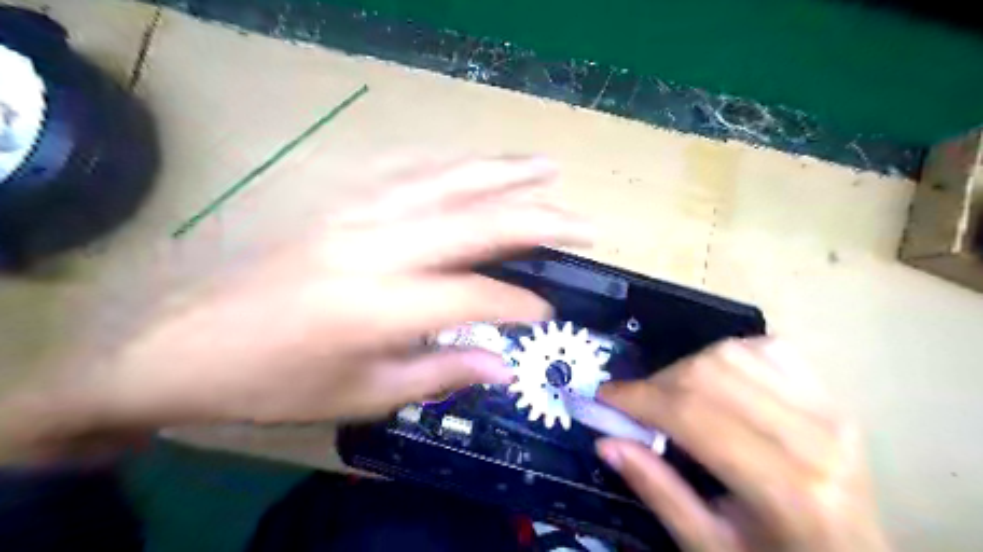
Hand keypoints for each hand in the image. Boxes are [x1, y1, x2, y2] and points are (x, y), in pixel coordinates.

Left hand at [0, 157, 590, 463]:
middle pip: (477, 222)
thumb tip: (502, 363)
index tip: (548, 309)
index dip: (521, 303)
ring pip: (447, 180)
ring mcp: (355, 213)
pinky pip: (407, 171)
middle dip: (539, 220)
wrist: (189, 346)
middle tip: (583, 222)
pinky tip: (476, 164)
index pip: (477, 294)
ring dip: (503, 172)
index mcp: (381, 305)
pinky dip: (451, 165)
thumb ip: (441, 371)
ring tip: (546, 168)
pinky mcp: (337, 201)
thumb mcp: (364, 396)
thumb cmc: (278, 383)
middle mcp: (376, 246)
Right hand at [591, 338, 891, 549]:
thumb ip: (656, 489)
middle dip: (656, 383)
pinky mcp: (831, 397)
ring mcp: (829, 410)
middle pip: (709, 374)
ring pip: (732, 353)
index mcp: (785, 488)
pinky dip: (728, 354)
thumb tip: (605, 441)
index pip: (691, 414)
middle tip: (635, 405)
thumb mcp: (708, 546)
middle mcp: (813, 437)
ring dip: (686, 367)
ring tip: (672, 395)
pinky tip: (716, 378)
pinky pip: (767, 349)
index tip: (604, 396)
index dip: (638, 398)